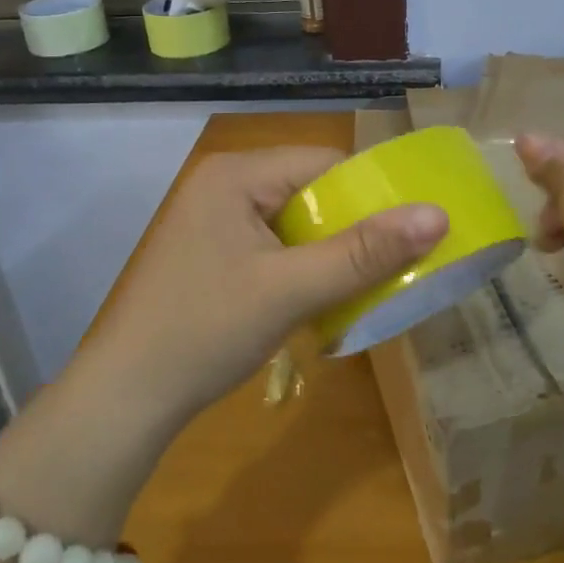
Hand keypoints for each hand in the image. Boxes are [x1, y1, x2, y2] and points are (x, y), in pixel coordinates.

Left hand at [77, 146, 447, 437]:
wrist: (125, 400)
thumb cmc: (205, 332)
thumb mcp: (292, 290)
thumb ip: (365, 252)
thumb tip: (438, 215)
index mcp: (237, 174)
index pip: (325, 163)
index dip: (372, 194)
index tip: (411, 231)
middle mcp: (225, 184)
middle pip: (312, 190)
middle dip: (353, 227)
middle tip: (395, 264)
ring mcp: (215, 219)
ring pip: (297, 221)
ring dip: (331, 252)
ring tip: (367, 283)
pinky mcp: (214, 252)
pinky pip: (276, 245)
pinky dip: (305, 267)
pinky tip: (323, 297)